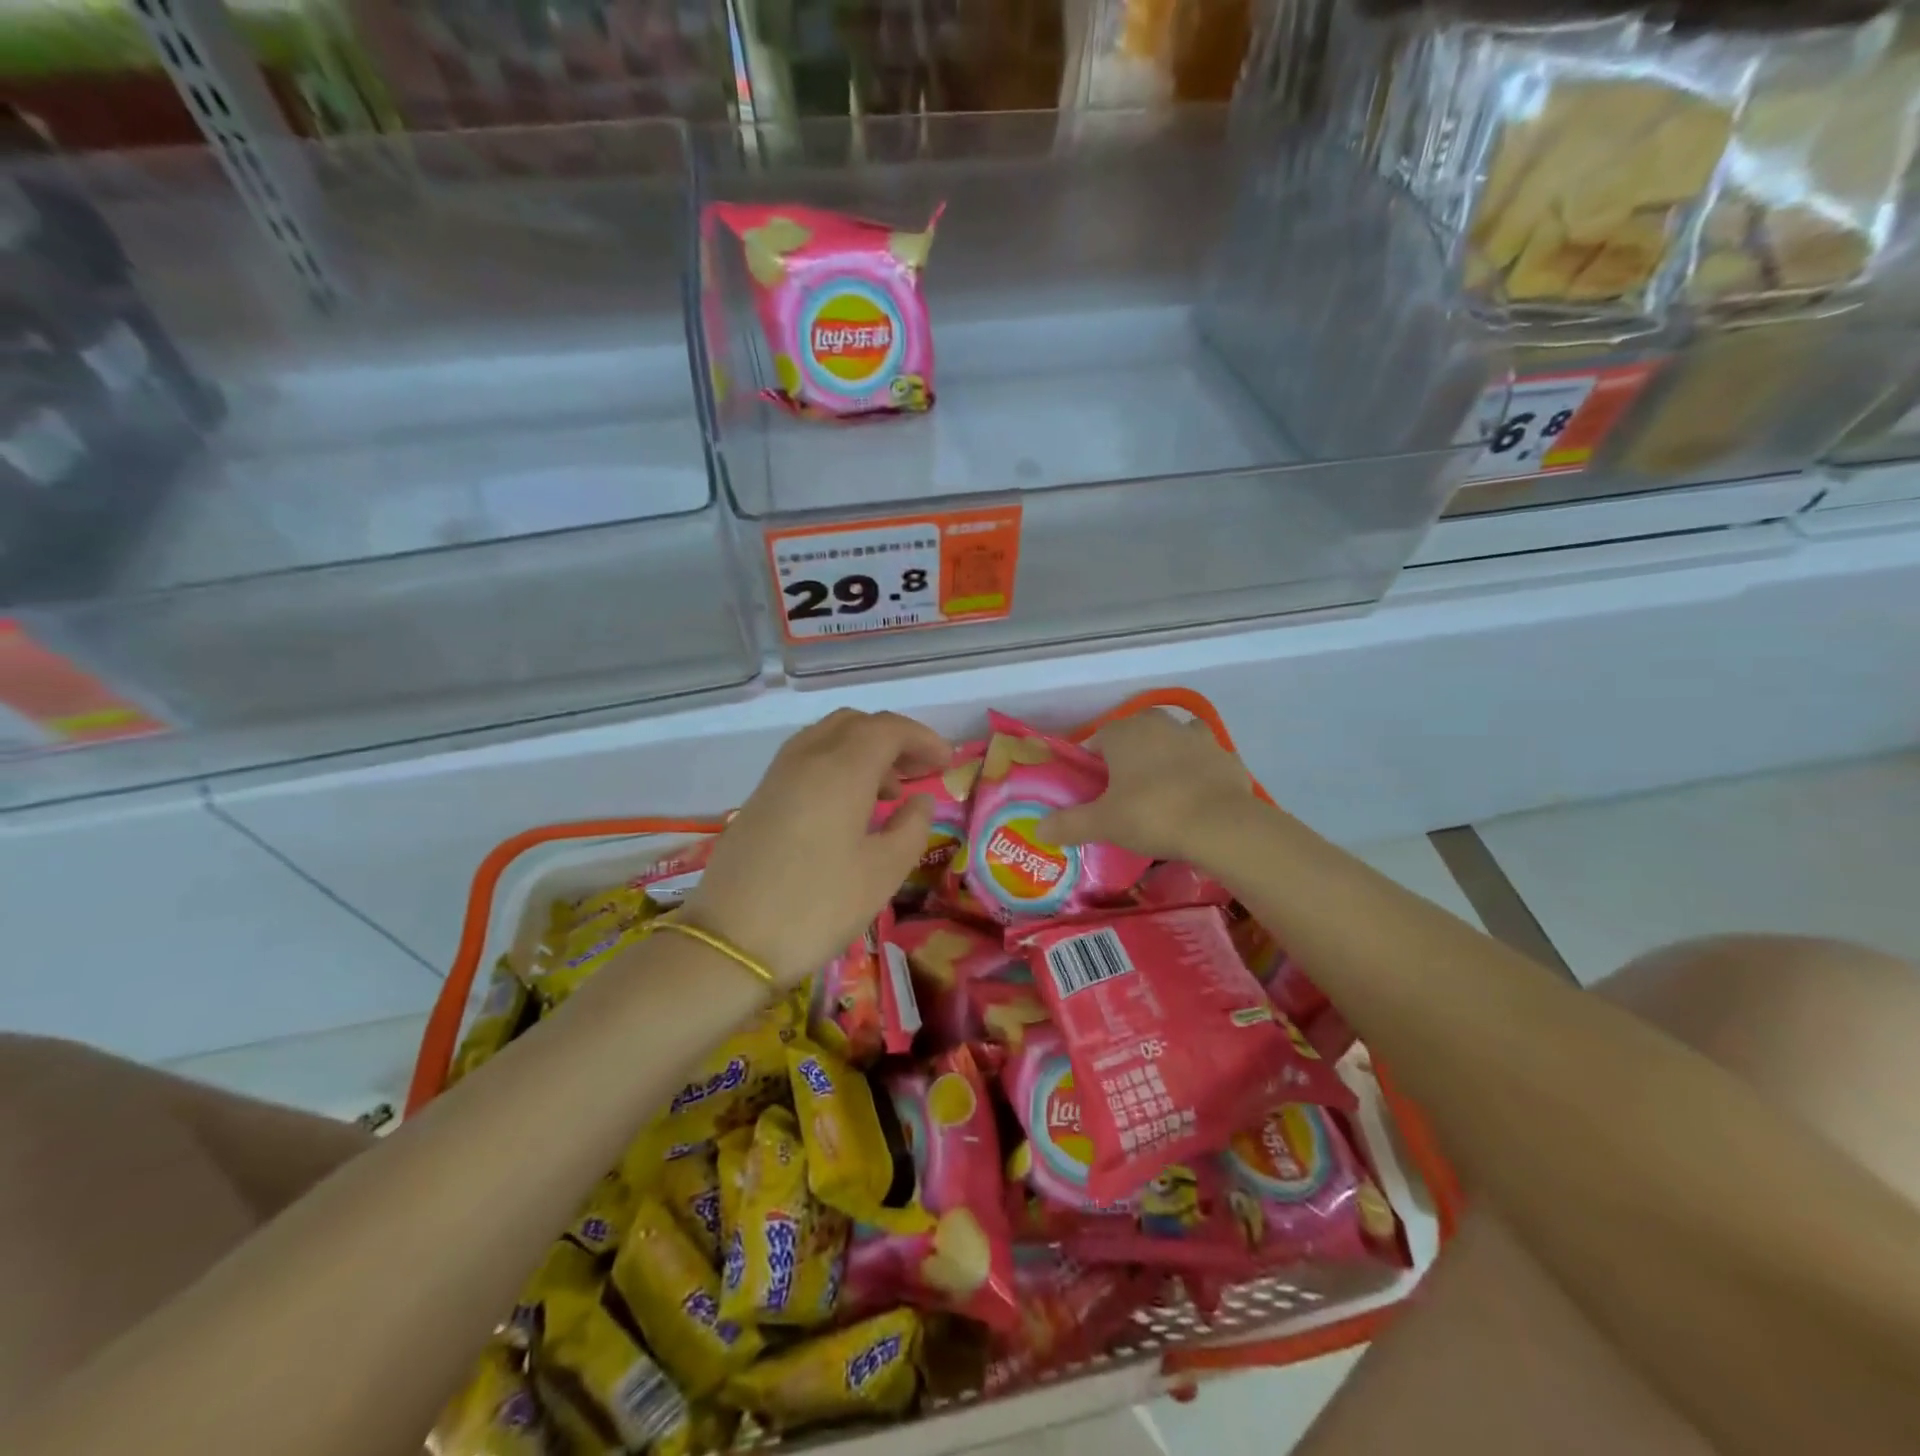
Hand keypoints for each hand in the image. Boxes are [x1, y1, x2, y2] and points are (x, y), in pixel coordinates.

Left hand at [682, 709, 949, 987]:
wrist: (731, 942)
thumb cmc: (819, 906)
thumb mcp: (883, 872)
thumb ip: (912, 828)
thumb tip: (920, 800)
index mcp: (842, 768)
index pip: (889, 729)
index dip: (923, 739)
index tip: (947, 763)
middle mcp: (807, 758)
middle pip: (856, 724)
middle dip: (893, 739)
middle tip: (920, 770)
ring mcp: (778, 775)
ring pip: (827, 737)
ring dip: (863, 750)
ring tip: (889, 791)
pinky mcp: (760, 798)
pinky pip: (807, 760)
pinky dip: (836, 765)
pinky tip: (847, 807)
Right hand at [1036, 709, 1257, 861]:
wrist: (1222, 826)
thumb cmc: (1152, 815)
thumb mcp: (1103, 824)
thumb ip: (1068, 823)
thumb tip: (1038, 829)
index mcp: (1125, 731)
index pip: (1098, 740)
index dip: (1092, 766)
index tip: (1093, 792)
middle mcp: (1160, 724)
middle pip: (1136, 737)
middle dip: (1129, 759)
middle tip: (1125, 795)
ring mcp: (1199, 736)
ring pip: (1173, 743)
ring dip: (1166, 760)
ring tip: (1161, 795)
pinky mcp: (1227, 756)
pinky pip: (1204, 761)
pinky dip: (1197, 774)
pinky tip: (1194, 800)